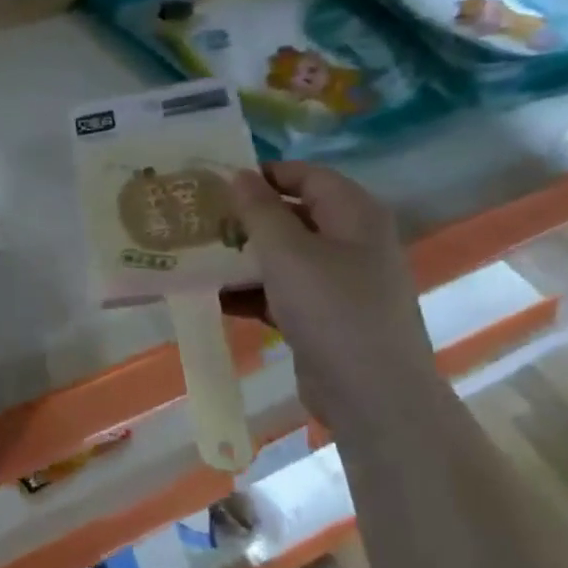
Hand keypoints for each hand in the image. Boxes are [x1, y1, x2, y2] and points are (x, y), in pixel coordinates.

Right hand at [220, 162, 437, 427]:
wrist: (371, 393)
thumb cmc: (331, 308)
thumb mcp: (287, 252)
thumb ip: (259, 210)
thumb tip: (239, 175)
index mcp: (354, 215)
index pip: (306, 175)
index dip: (263, 174)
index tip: (216, 183)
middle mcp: (351, 242)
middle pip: (293, 215)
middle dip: (246, 218)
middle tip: (199, 219)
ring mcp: (340, 282)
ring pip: (284, 256)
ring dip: (243, 257)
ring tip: (196, 256)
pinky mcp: (324, 316)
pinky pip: (282, 291)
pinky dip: (251, 291)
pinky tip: (213, 296)